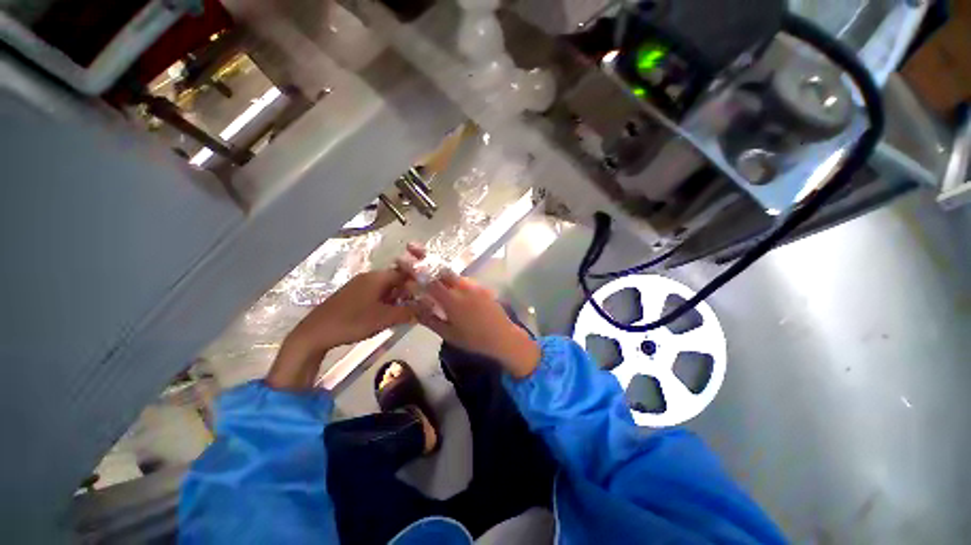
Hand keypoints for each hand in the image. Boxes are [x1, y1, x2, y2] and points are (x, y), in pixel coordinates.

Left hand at [267, 269, 414, 389]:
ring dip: (397, 298)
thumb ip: (408, 312)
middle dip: (408, 292)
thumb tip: (427, 308)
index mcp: (377, 277)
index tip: (425, 295)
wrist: (314, 333)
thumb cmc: (352, 322)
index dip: (417, 283)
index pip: (404, 273)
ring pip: (386, 288)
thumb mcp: (384, 318)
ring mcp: (359, 286)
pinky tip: (386, 314)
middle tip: (416, 306)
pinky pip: (376, 294)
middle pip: (396, 280)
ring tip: (403, 312)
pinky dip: (385, 302)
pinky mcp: (352, 295)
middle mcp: (369, 277)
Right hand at [396, 245, 539, 377]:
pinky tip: (446, 280)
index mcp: (452, 300)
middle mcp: (462, 287)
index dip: (413, 269)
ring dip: (437, 266)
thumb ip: (429, 319)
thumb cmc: (474, 339)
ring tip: (425, 264)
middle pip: (440, 267)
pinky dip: (450, 276)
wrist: (504, 336)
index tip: (400, 259)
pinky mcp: (481, 286)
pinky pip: (461, 278)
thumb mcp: (449, 334)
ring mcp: (473, 285)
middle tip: (411, 246)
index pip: (429, 280)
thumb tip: (413, 306)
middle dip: (424, 255)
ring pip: (452, 272)